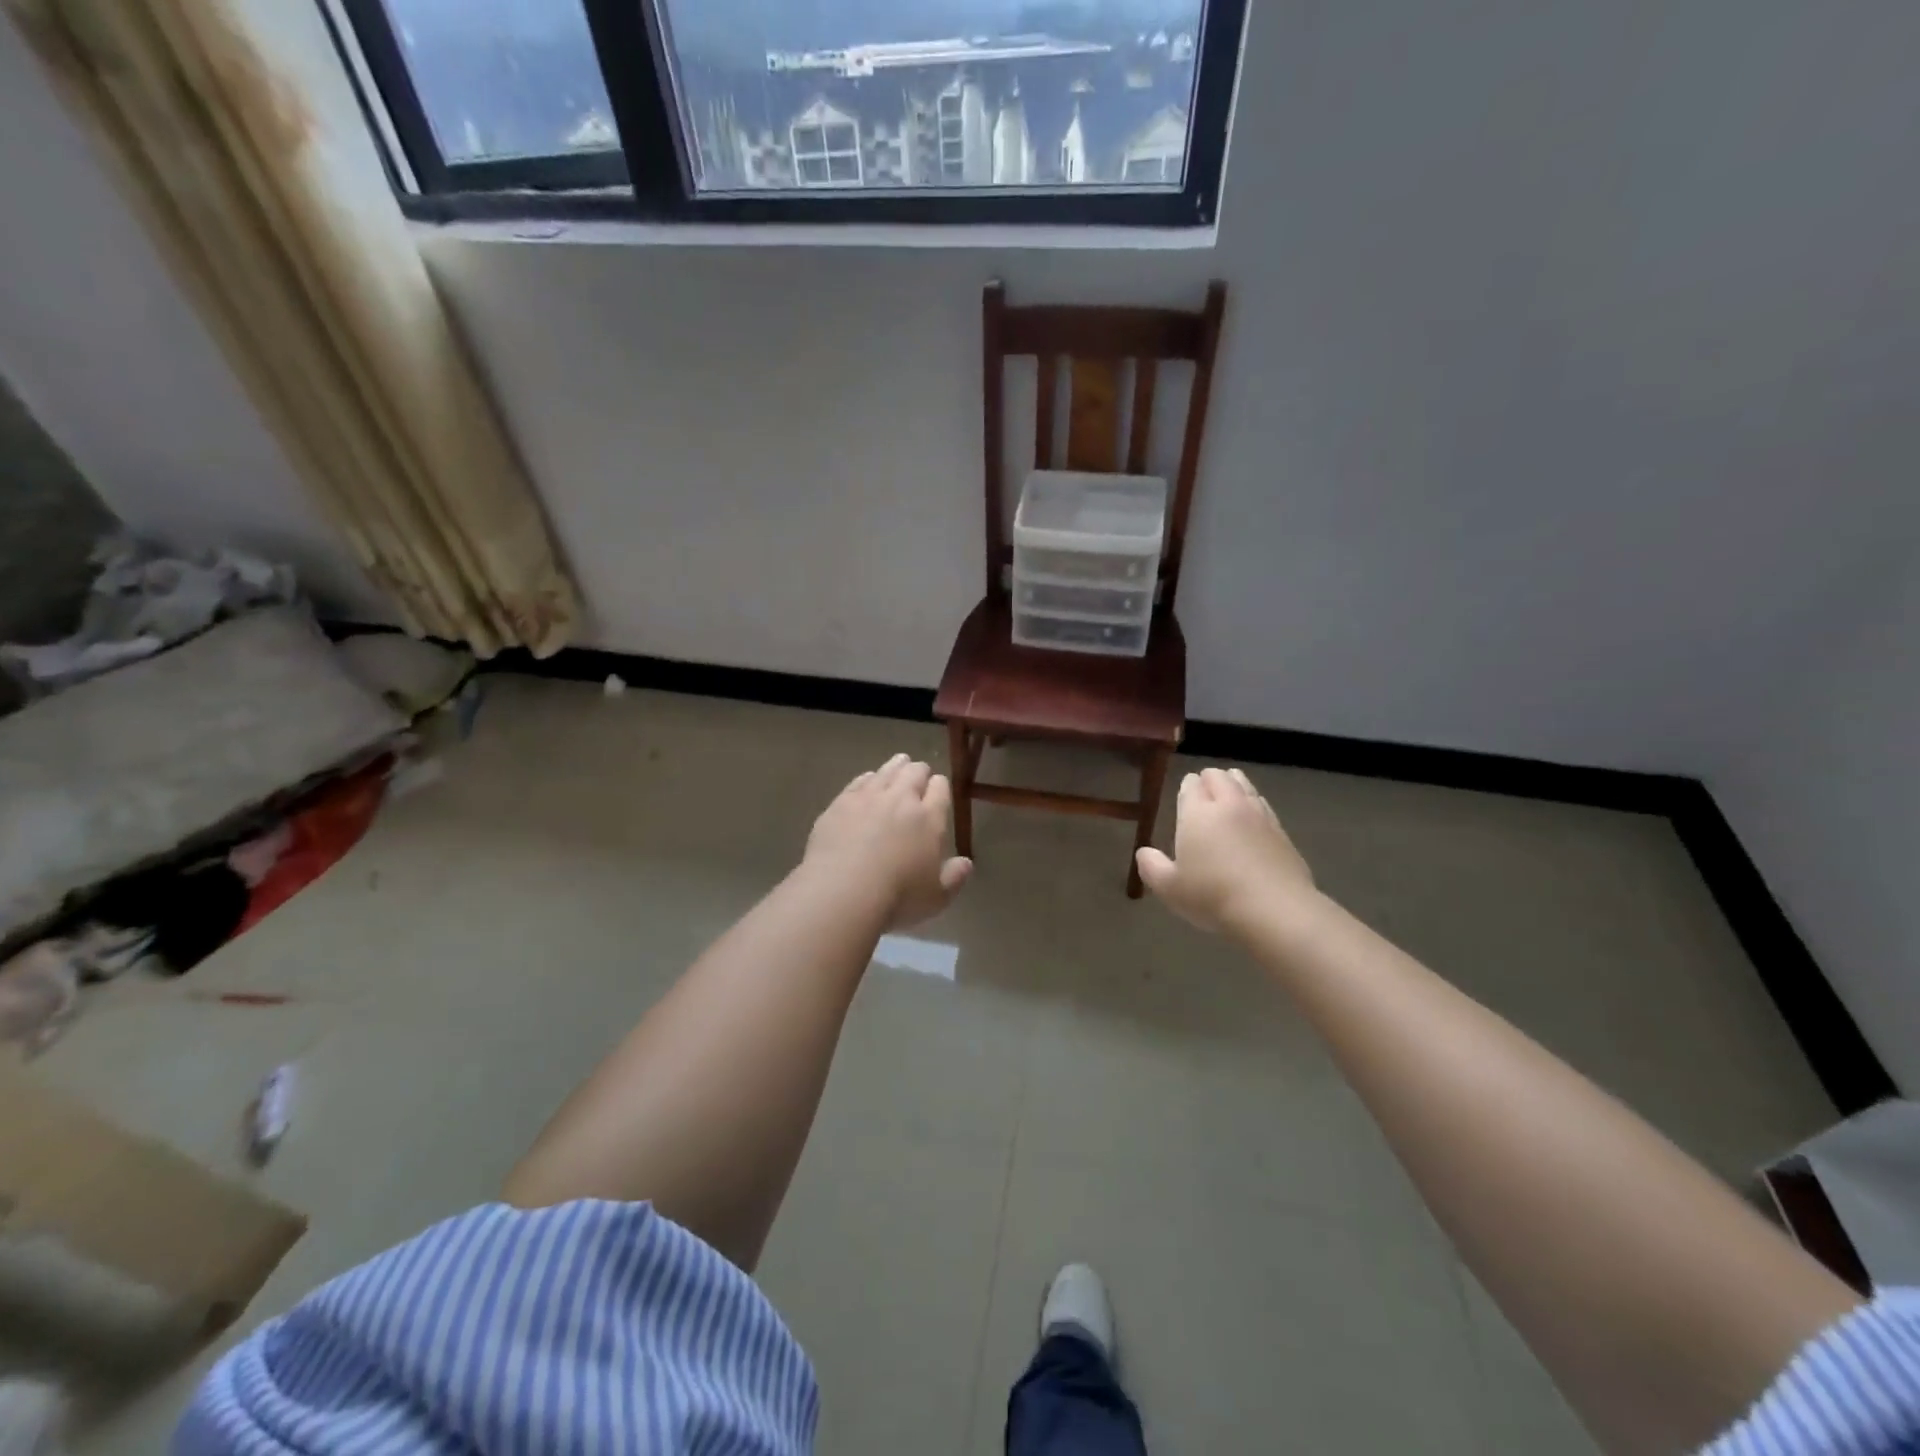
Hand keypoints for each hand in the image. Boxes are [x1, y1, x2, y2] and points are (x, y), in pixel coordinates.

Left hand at [804, 754, 972, 928]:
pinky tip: (867, 781)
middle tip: (919, 775)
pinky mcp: (841, 803)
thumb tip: (966, 863)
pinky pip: (859, 781)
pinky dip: (868, 778)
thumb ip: (954, 878)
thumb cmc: (897, 897)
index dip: (940, 786)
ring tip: (898, 765)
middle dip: (919, 771)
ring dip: (895, 767)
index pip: (940, 788)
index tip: (938, 791)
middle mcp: (901, 799)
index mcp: (929, 818)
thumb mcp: (937, 897)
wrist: (842, 891)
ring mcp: (868, 797)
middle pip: (914, 772)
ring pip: (886, 770)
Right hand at [1134, 767, 1315, 933]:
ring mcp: (1259, 816)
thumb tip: (1144, 853)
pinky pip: (1264, 805)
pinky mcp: (1282, 831)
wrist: (1275, 911)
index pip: (1191, 785)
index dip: (1186, 788)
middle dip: (1209, 780)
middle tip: (1203, 797)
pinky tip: (1252, 822)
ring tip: (1228, 802)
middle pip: (1219, 777)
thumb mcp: (1169, 889)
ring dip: (1234, 787)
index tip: (1183, 799)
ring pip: (1245, 785)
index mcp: (1198, 813)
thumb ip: (1151, 867)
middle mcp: (1229, 805)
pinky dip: (1254, 806)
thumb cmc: (1213, 897)